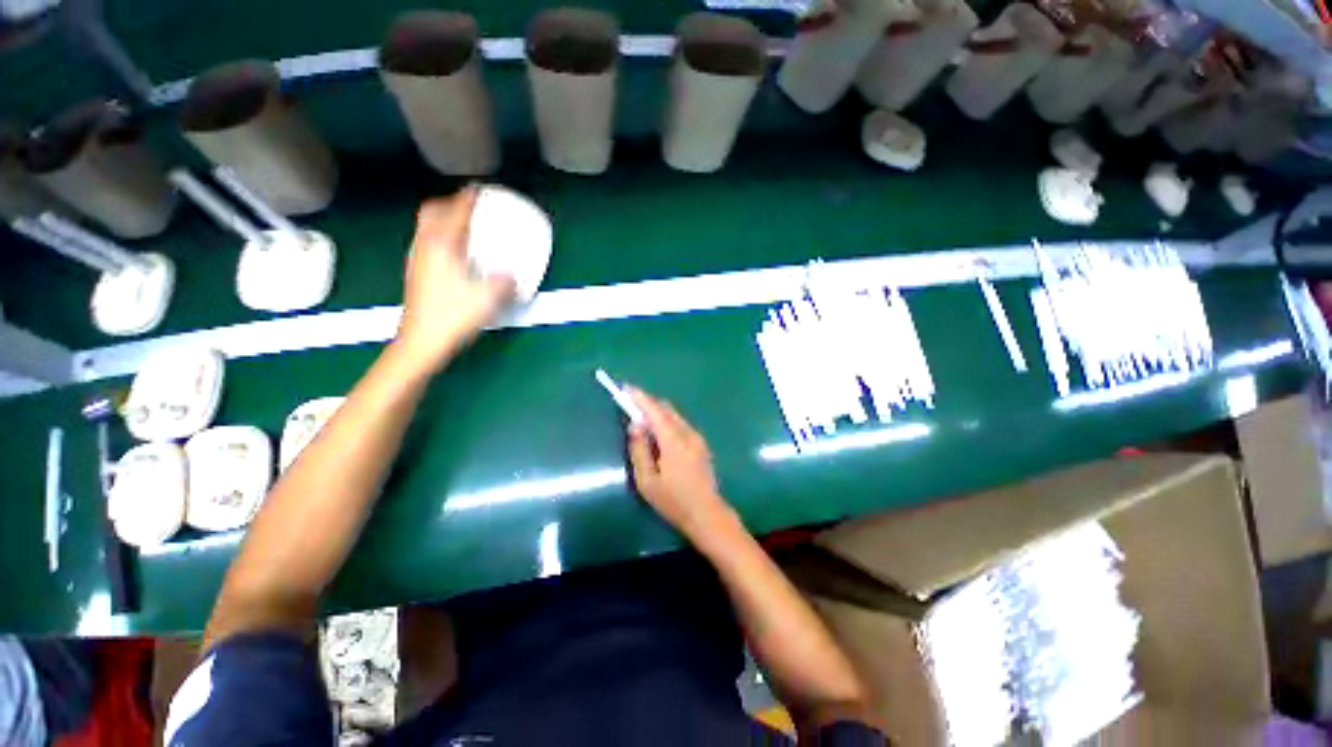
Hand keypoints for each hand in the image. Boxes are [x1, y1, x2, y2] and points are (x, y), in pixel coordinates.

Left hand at [396, 188, 515, 370]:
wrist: (422, 340)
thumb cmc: (454, 315)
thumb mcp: (489, 298)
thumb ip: (505, 283)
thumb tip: (512, 276)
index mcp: (442, 245)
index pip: (455, 211)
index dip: (469, 197)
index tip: (479, 189)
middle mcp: (425, 246)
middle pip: (432, 211)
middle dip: (451, 204)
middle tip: (470, 208)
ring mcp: (416, 259)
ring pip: (427, 227)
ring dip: (444, 221)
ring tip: (464, 229)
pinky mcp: (416, 273)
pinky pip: (427, 242)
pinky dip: (441, 238)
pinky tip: (455, 255)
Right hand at [626, 388, 734, 540]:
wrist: (707, 514)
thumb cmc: (673, 501)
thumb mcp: (647, 480)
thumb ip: (639, 450)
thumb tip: (635, 425)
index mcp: (674, 441)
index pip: (655, 411)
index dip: (640, 398)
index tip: (626, 388)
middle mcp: (688, 433)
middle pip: (666, 409)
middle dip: (648, 404)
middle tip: (631, 407)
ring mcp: (697, 438)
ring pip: (674, 416)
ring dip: (658, 414)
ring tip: (643, 423)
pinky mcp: (701, 444)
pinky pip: (681, 424)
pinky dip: (667, 422)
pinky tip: (659, 436)